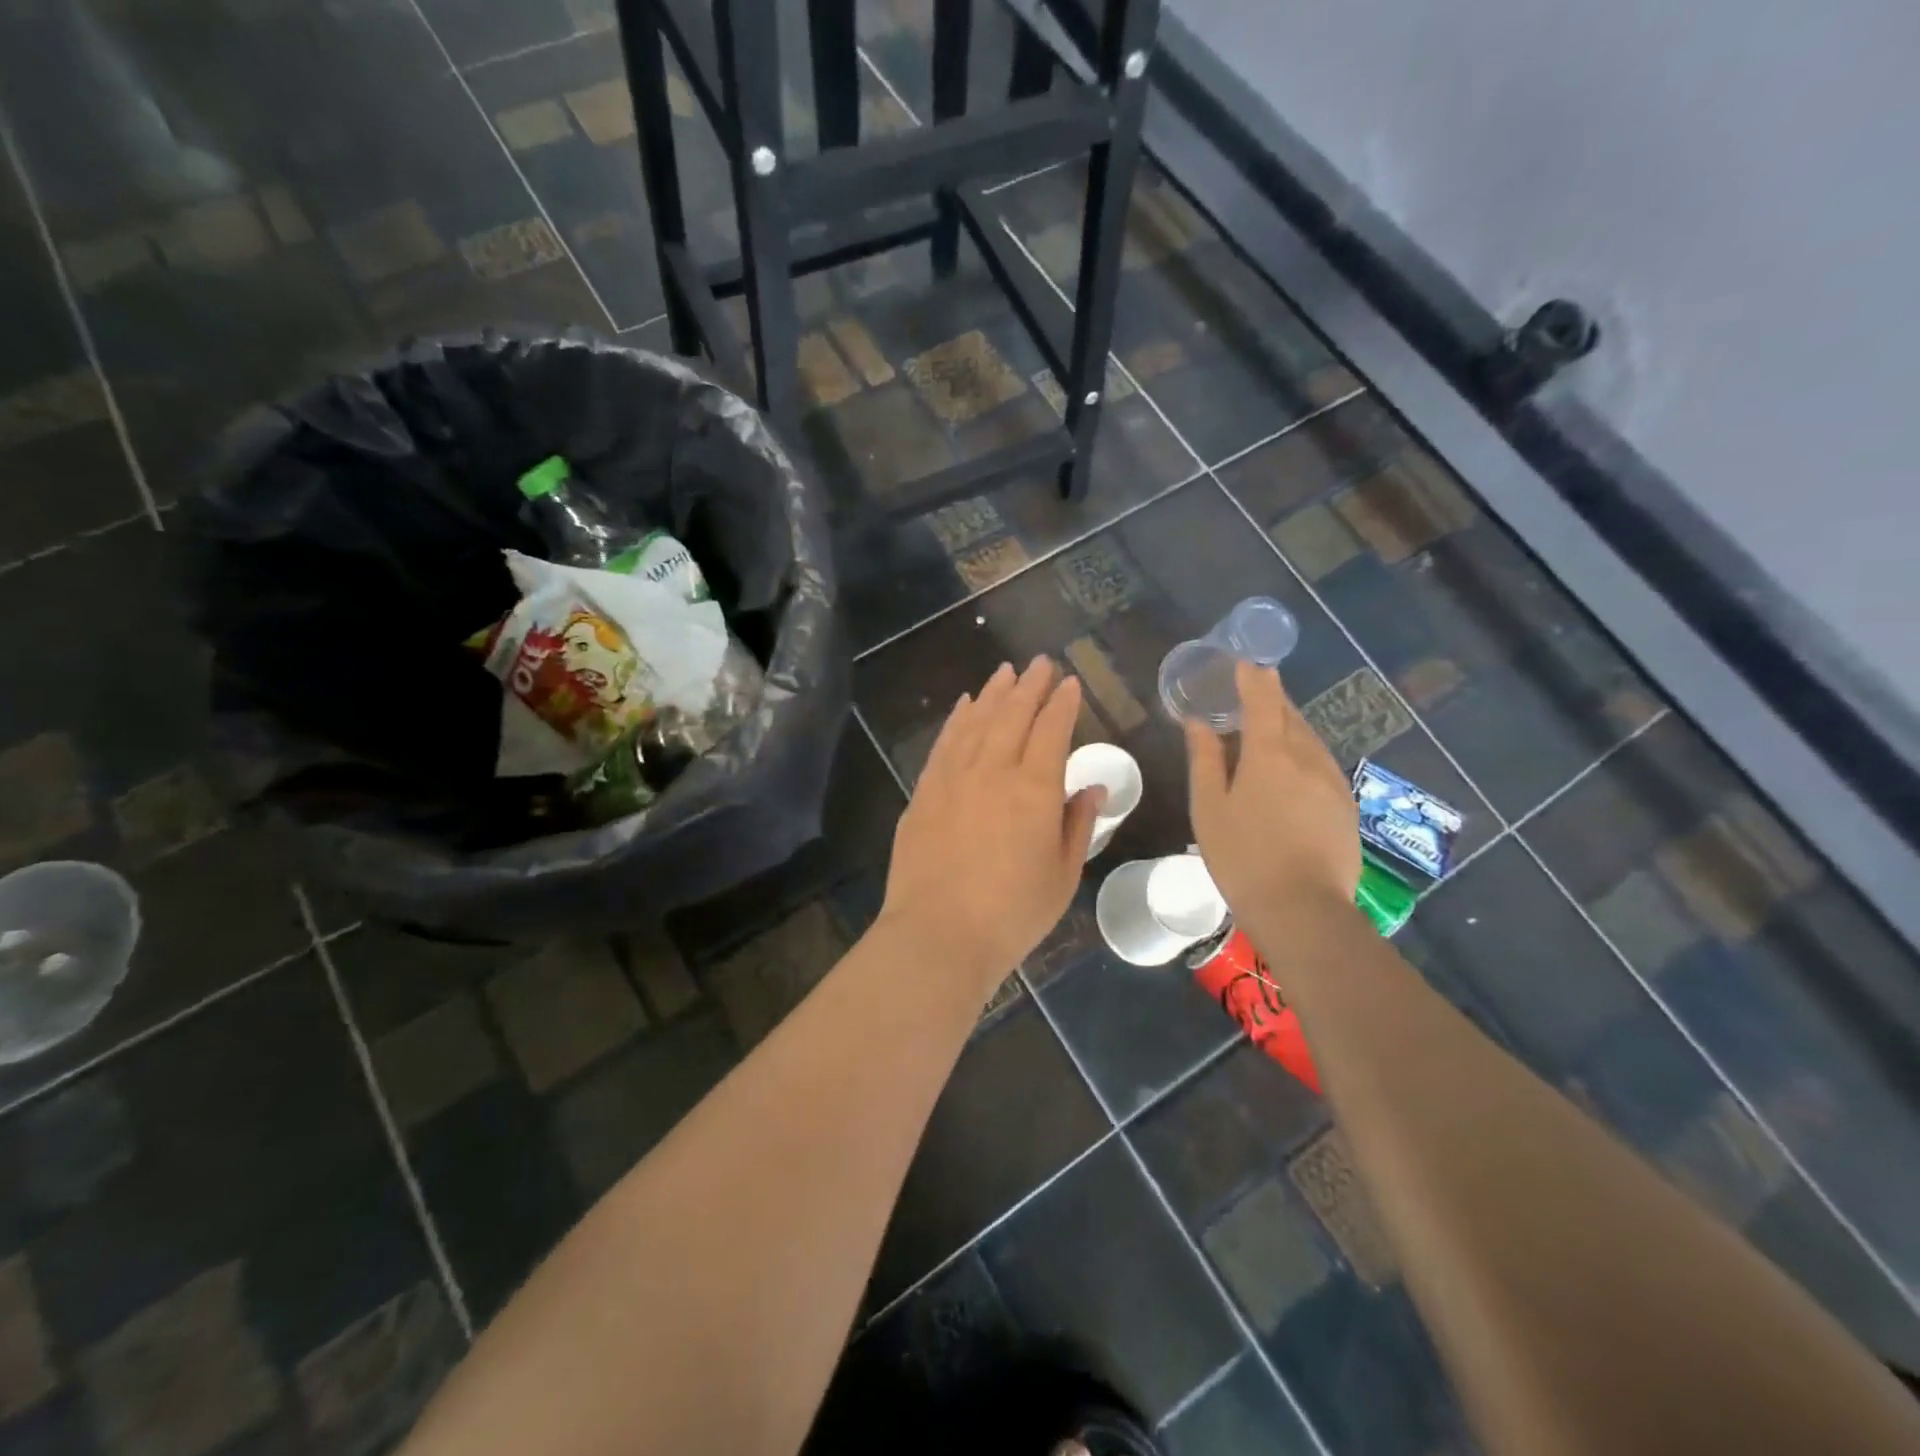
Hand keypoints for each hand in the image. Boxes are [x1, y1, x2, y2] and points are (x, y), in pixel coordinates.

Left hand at [879, 657, 1101, 1001]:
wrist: (938, 934)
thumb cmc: (1012, 914)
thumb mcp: (1062, 875)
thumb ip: (1078, 824)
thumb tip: (1094, 786)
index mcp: (1035, 790)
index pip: (1053, 731)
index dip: (1063, 704)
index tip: (1070, 683)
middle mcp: (993, 771)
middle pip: (1014, 716)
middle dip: (1030, 686)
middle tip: (1040, 662)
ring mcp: (953, 778)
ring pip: (977, 721)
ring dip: (994, 693)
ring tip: (1005, 672)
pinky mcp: (924, 792)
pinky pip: (945, 743)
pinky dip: (957, 719)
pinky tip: (964, 705)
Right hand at [1186, 660, 1359, 922]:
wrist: (1302, 909)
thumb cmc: (1242, 856)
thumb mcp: (1209, 808)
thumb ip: (1205, 760)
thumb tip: (1200, 723)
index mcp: (1269, 754)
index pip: (1263, 699)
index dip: (1253, 677)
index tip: (1245, 662)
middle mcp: (1307, 758)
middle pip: (1290, 715)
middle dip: (1271, 700)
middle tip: (1251, 695)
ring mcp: (1332, 782)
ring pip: (1309, 740)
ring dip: (1288, 727)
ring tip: (1267, 732)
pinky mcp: (1346, 806)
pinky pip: (1321, 765)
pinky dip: (1303, 755)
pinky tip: (1291, 773)